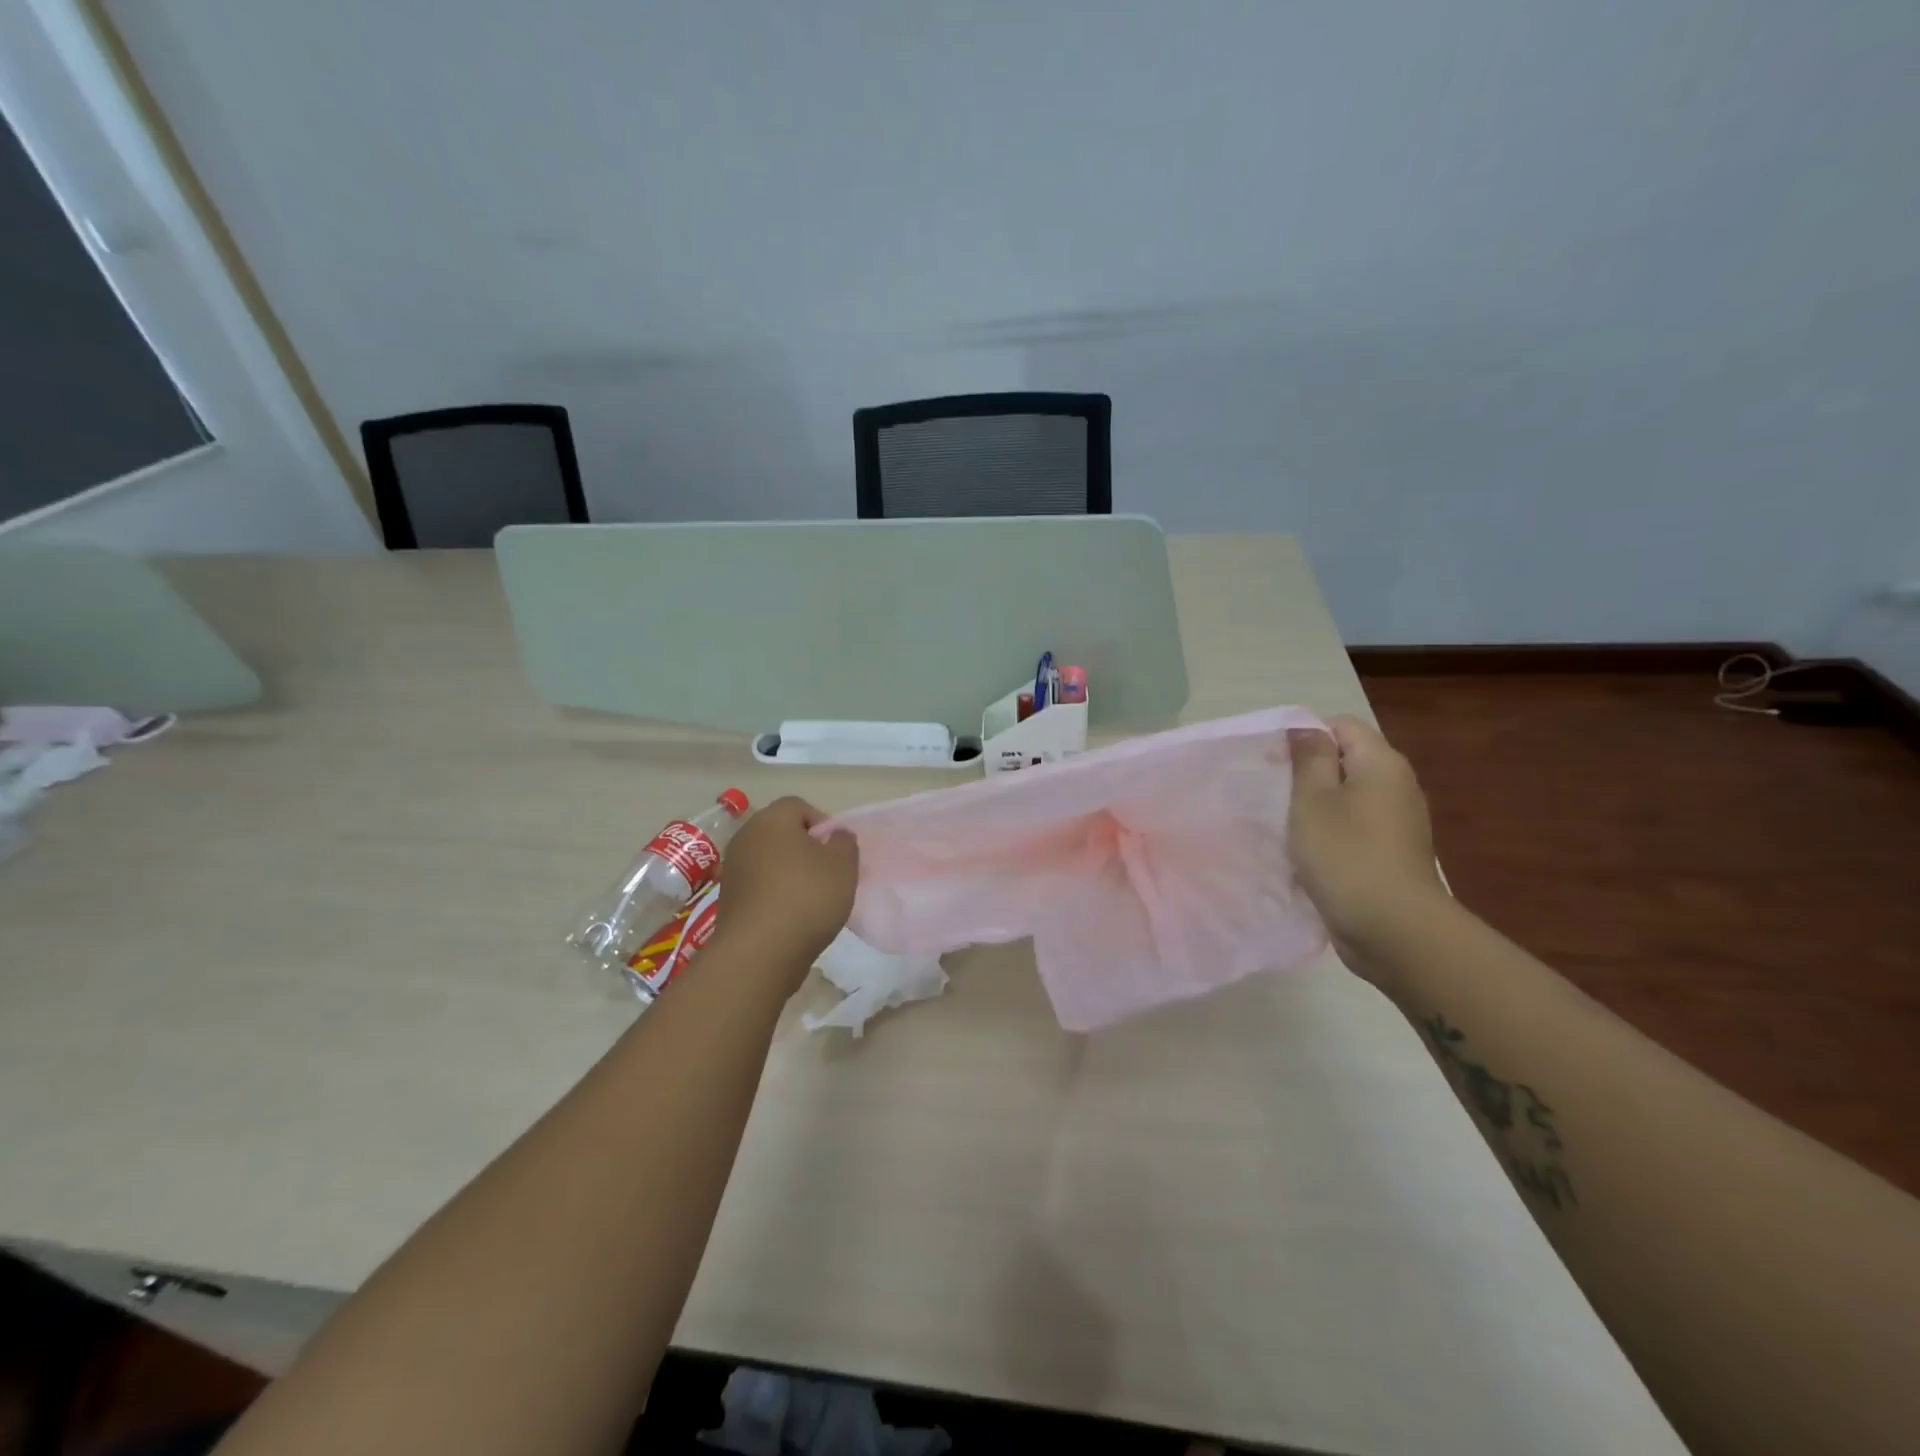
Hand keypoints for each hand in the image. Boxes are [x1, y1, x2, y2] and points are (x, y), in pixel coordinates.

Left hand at [716, 797, 857, 984]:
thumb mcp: (843, 865)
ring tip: (812, 898)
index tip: (837, 851)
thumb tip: (835, 835)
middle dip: (806, 848)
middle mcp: (746, 836)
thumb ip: (844, 842)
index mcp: (771, 819)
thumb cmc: (806, 897)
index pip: (799, 806)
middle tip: (828, 873)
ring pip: (769, 860)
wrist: (759, 953)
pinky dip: (775, 894)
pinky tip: (792, 916)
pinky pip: (759, 885)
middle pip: (781, 832)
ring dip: (789, 873)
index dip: (823, 823)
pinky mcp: (728, 899)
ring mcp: (733, 869)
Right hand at [1286, 716, 1449, 967]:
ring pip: (1350, 797)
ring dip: (1318, 807)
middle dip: (1309, 773)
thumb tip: (1306, 729)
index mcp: (1382, 763)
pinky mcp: (1393, 853)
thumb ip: (1309, 759)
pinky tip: (1311, 854)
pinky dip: (1333, 833)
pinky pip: (1356, 828)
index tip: (1275, 763)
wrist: (1394, 929)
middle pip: (1347, 760)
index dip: (1306, 735)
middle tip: (1275, 794)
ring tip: (1288, 826)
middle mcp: (1398, 785)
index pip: (1341, 725)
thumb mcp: (1313, 800)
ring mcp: (1399, 822)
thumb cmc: (1345, 854)